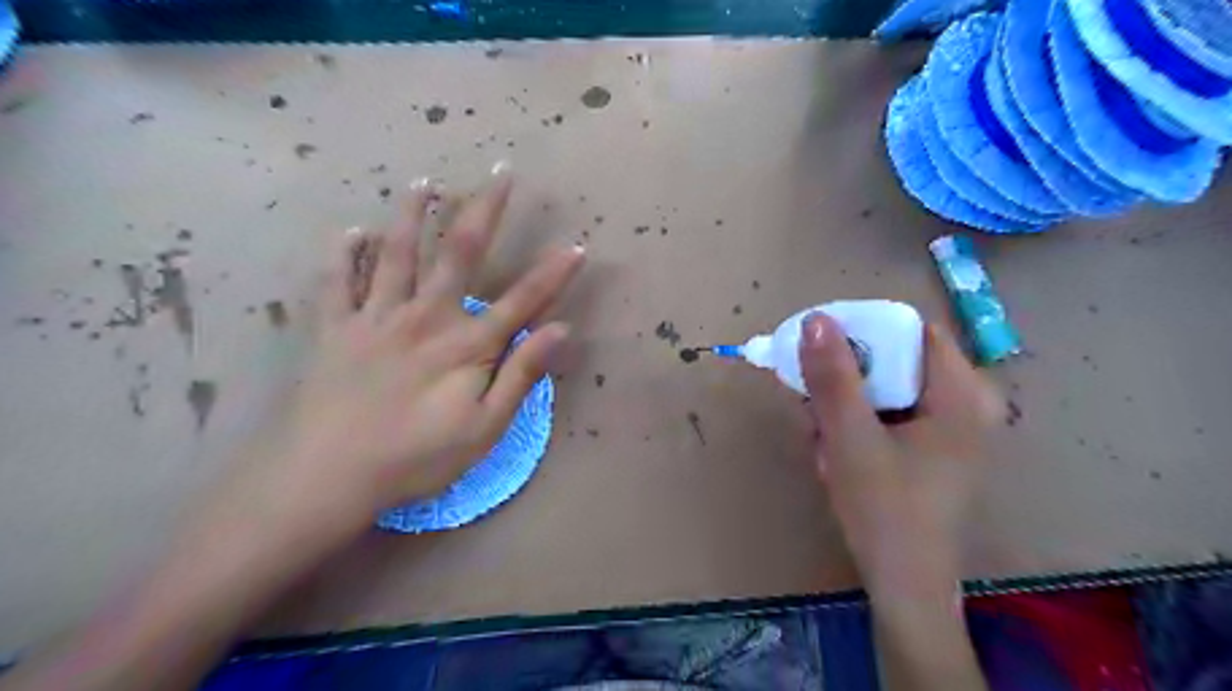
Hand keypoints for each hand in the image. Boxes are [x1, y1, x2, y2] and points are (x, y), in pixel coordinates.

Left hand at [220, 165, 584, 537]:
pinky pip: (337, 281)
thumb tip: (560, 331)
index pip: (522, 300)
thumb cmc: (416, 458)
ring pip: (397, 252)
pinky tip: (351, 231)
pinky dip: (344, 253)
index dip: (553, 274)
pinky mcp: (336, 329)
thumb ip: (521, 375)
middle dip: (484, 209)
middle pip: (460, 253)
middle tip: (499, 171)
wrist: (327, 476)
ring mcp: (376, 318)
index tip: (576, 245)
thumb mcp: (484, 429)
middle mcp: (424, 317)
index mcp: (465, 345)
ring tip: (423, 182)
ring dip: (413, 214)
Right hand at [800, 312, 997, 598]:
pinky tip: (835, 451)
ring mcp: (952, 428)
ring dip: (846, 403)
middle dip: (847, 378)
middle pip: (897, 359)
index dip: (863, 329)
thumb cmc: (884, 510)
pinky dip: (858, 423)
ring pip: (888, 388)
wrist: (904, 586)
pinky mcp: (935, 449)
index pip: (911, 329)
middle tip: (812, 403)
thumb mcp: (849, 437)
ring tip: (821, 437)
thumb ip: (833, 377)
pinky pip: (890, 413)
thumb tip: (815, 319)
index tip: (820, 347)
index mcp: (961, 395)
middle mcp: (965, 404)